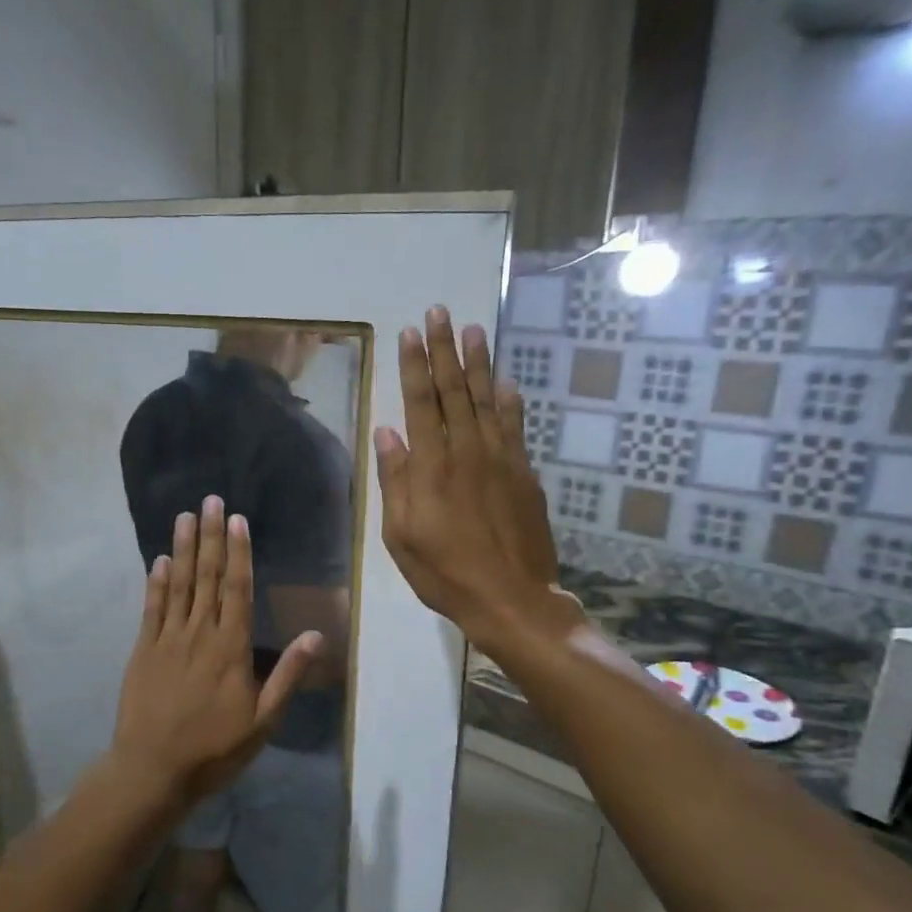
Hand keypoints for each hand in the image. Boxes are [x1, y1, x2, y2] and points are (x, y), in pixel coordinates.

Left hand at [109, 496, 322, 803]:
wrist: (153, 770)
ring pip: (178, 585)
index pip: (237, 588)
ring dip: (183, 548)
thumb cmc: (215, 748)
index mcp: (230, 647)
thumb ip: (287, 675)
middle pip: (207, 577)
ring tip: (185, 517)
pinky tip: (160, 560)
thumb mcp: (263, 720)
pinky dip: (156, 583)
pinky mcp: (144, 651)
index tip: (236, 519)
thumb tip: (317, 635)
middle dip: (210, 537)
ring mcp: (168, 639)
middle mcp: (199, 633)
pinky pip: (152, 609)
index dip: (238, 552)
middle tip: (209, 500)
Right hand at [375, 307, 578, 654]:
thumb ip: (396, 481)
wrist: (511, 598)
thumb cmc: (445, 572)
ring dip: (479, 363)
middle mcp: (467, 451)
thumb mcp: (401, 535)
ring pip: (487, 400)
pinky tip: (506, 382)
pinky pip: (515, 427)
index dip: (414, 365)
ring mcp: (501, 460)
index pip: (420, 403)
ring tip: (474, 330)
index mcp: (432, 466)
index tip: (410, 332)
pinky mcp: (524, 473)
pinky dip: (510, 401)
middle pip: (454, 390)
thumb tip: (387, 434)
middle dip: (445, 350)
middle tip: (440, 313)